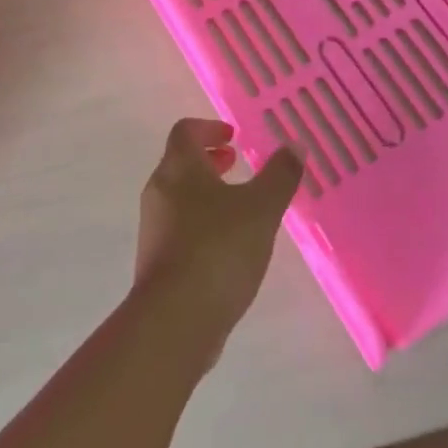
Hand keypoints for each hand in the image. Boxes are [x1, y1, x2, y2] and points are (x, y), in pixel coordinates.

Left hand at [134, 119, 302, 344]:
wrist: (175, 319)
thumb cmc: (218, 249)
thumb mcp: (261, 208)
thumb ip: (280, 175)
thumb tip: (294, 145)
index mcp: (179, 168)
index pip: (185, 131)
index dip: (209, 128)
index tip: (233, 136)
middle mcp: (159, 191)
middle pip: (180, 162)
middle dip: (209, 160)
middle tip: (236, 165)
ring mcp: (153, 227)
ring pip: (179, 196)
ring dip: (206, 192)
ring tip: (239, 208)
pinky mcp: (156, 260)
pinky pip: (178, 227)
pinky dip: (200, 222)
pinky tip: (227, 246)